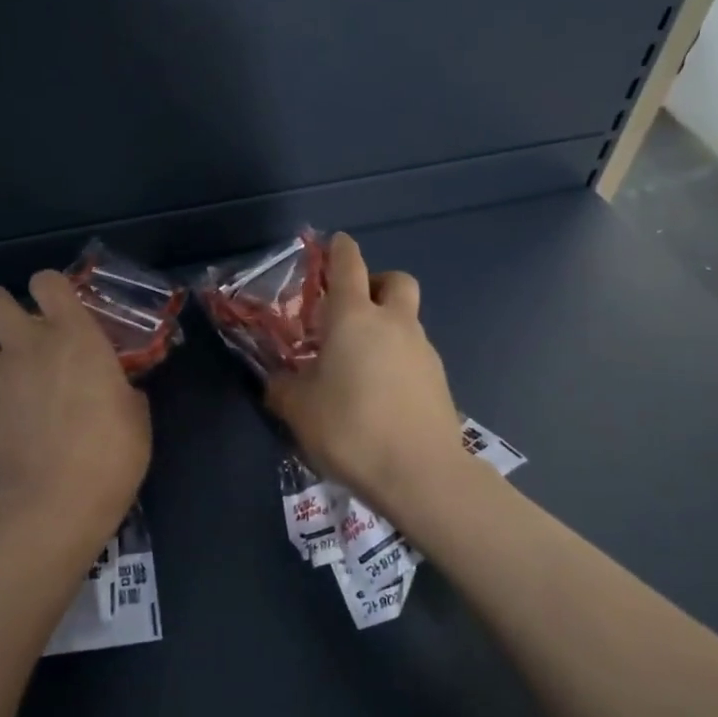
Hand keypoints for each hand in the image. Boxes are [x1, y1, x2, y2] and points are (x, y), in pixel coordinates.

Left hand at [0, 271, 150, 555]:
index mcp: (73, 336)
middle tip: (17, 335)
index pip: (48, 281)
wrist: (53, 504)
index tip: (60, 310)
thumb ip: (121, 391)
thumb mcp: (135, 417)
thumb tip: (117, 392)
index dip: (50, 288)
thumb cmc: (110, 455)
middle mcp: (26, 346)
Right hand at [264, 234, 467, 518]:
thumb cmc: (350, 428)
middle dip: (376, 283)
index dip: (340, 249)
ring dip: (386, 327)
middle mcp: (394, 323)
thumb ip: (282, 387)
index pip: (348, 264)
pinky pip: (414, 354)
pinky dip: (397, 359)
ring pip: (407, 320)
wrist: (420, 473)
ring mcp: (423, 350)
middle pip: (395, 280)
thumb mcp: (298, 409)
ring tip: (358, 364)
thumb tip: (277, 381)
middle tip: (352, 309)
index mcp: (354, 318)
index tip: (333, 243)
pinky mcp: (439, 380)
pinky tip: (380, 393)